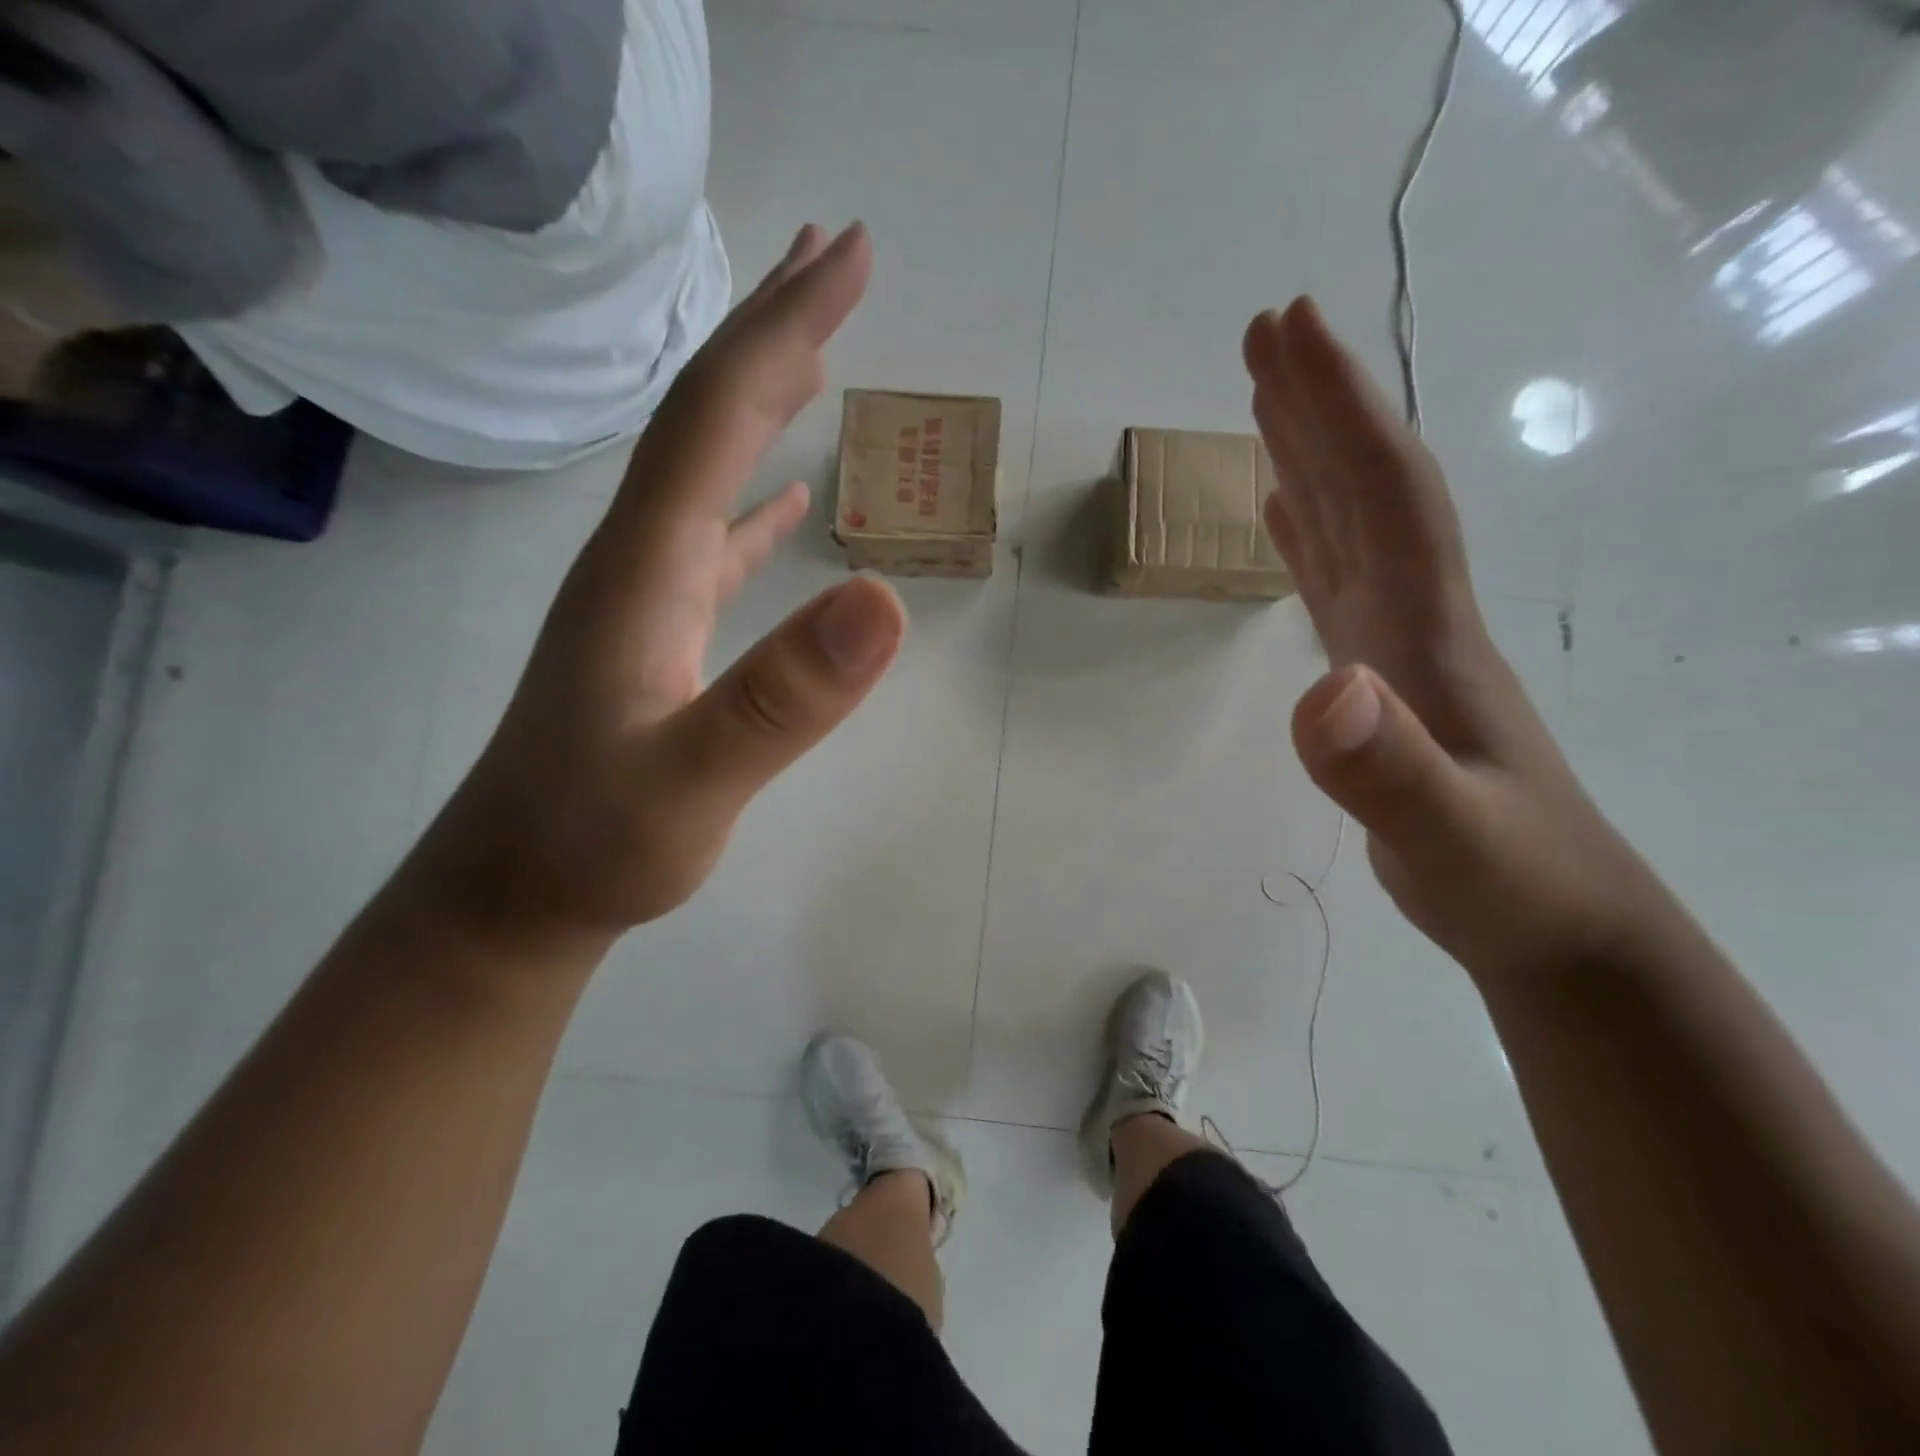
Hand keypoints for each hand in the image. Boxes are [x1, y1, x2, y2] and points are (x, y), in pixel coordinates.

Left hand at [414, 223, 905, 941]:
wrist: (514, 894)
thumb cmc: (595, 844)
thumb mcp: (692, 782)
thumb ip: (781, 699)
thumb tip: (883, 599)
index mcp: (644, 564)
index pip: (716, 414)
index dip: (784, 327)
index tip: (849, 255)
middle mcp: (637, 555)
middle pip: (706, 414)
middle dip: (775, 327)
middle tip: (839, 256)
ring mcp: (646, 594)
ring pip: (707, 466)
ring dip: (760, 396)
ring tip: (815, 347)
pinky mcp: (658, 633)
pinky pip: (712, 537)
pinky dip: (752, 495)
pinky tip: (786, 495)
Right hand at [1245, 299, 1654, 977]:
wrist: (1556, 923)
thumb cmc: (1507, 879)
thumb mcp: (1445, 835)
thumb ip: (1385, 768)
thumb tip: (1324, 688)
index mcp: (1428, 628)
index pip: (1385, 491)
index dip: (1338, 406)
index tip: (1287, 330)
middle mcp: (1417, 614)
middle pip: (1368, 486)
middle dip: (1317, 402)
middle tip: (1263, 333)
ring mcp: (1399, 643)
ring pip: (1352, 525)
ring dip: (1309, 456)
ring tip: (1267, 402)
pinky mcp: (1381, 674)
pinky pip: (1338, 580)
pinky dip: (1308, 534)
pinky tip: (1282, 512)